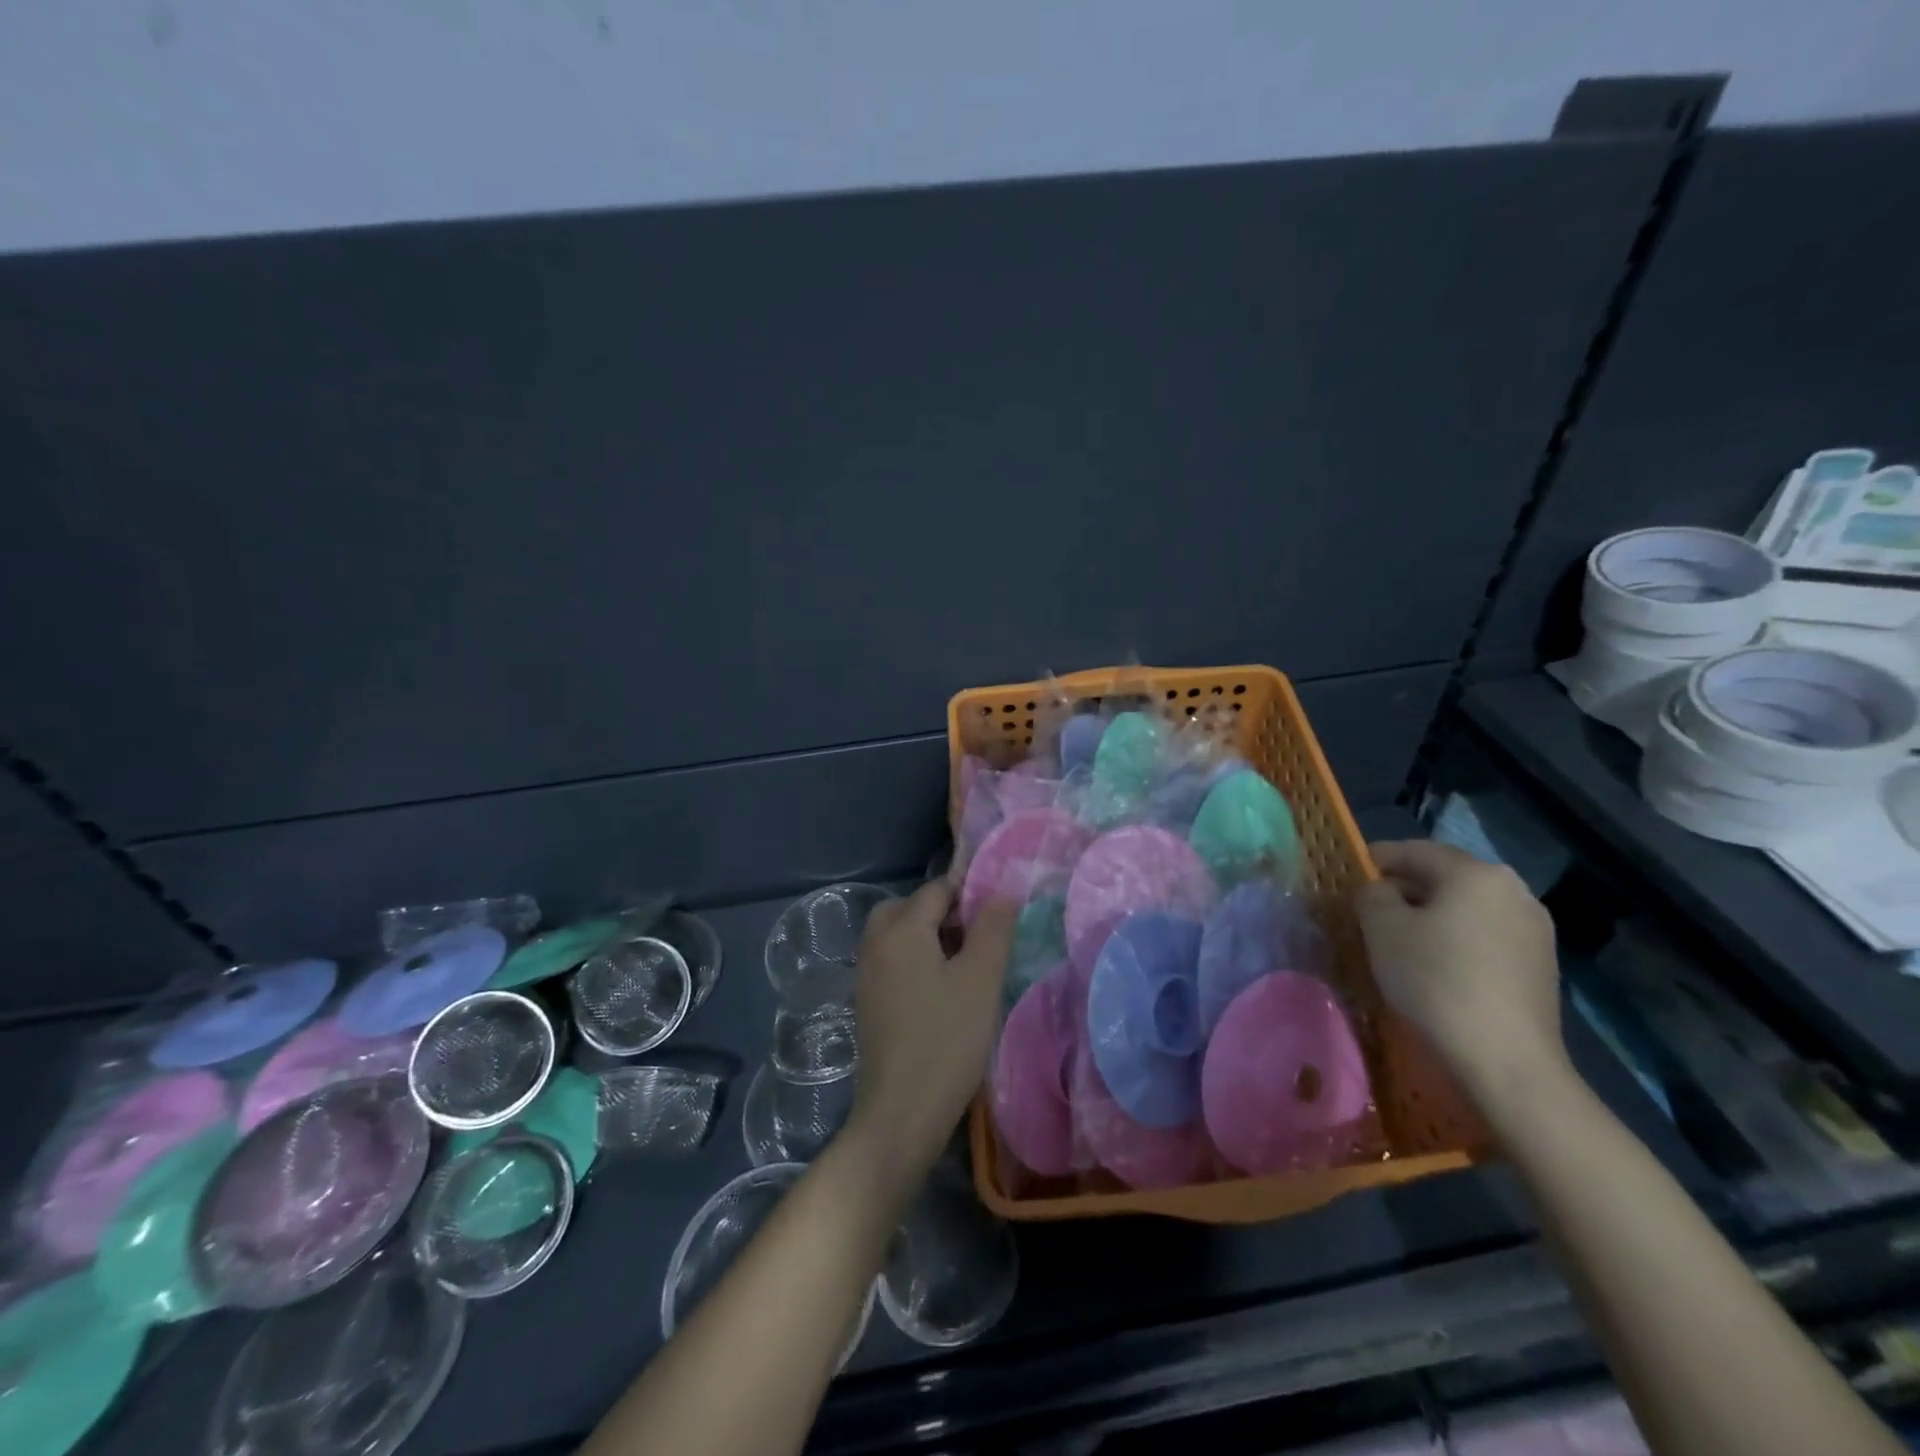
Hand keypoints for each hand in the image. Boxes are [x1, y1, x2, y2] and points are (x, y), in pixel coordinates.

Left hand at [844, 881, 1015, 1183]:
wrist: (901, 1113)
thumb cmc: (947, 1039)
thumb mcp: (981, 979)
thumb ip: (993, 928)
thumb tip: (1001, 892)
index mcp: (900, 929)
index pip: (937, 889)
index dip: (970, 895)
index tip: (998, 919)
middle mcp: (875, 943)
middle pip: (910, 907)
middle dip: (944, 914)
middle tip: (977, 940)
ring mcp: (866, 974)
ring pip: (898, 935)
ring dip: (929, 938)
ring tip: (965, 967)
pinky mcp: (867, 1002)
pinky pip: (892, 962)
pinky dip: (915, 961)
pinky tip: (941, 992)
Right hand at [1354, 840, 1565, 1108]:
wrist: (1506, 1061)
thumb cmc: (1435, 981)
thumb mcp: (1382, 929)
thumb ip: (1372, 895)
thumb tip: (1380, 892)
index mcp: (1475, 873)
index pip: (1414, 850)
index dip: (1376, 859)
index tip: (1349, 875)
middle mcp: (1513, 890)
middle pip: (1444, 878)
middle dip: (1404, 890)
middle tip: (1368, 910)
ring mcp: (1534, 930)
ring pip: (1466, 909)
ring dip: (1431, 916)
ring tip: (1399, 940)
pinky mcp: (1540, 966)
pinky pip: (1485, 936)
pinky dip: (1456, 940)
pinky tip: (1435, 966)